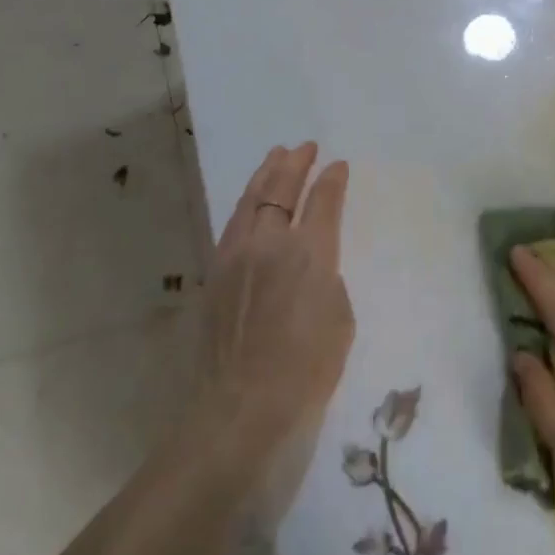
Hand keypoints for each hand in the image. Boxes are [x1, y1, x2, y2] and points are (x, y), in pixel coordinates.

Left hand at [198, 144, 352, 455]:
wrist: (241, 407)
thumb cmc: (306, 370)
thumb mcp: (340, 321)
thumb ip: (328, 281)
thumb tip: (313, 268)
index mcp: (311, 254)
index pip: (323, 202)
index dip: (332, 179)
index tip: (338, 165)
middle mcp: (270, 244)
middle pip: (281, 190)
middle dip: (295, 164)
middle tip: (304, 147)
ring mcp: (236, 257)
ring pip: (250, 202)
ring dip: (265, 176)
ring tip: (275, 158)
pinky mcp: (214, 275)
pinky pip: (233, 225)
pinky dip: (246, 205)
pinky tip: (251, 204)